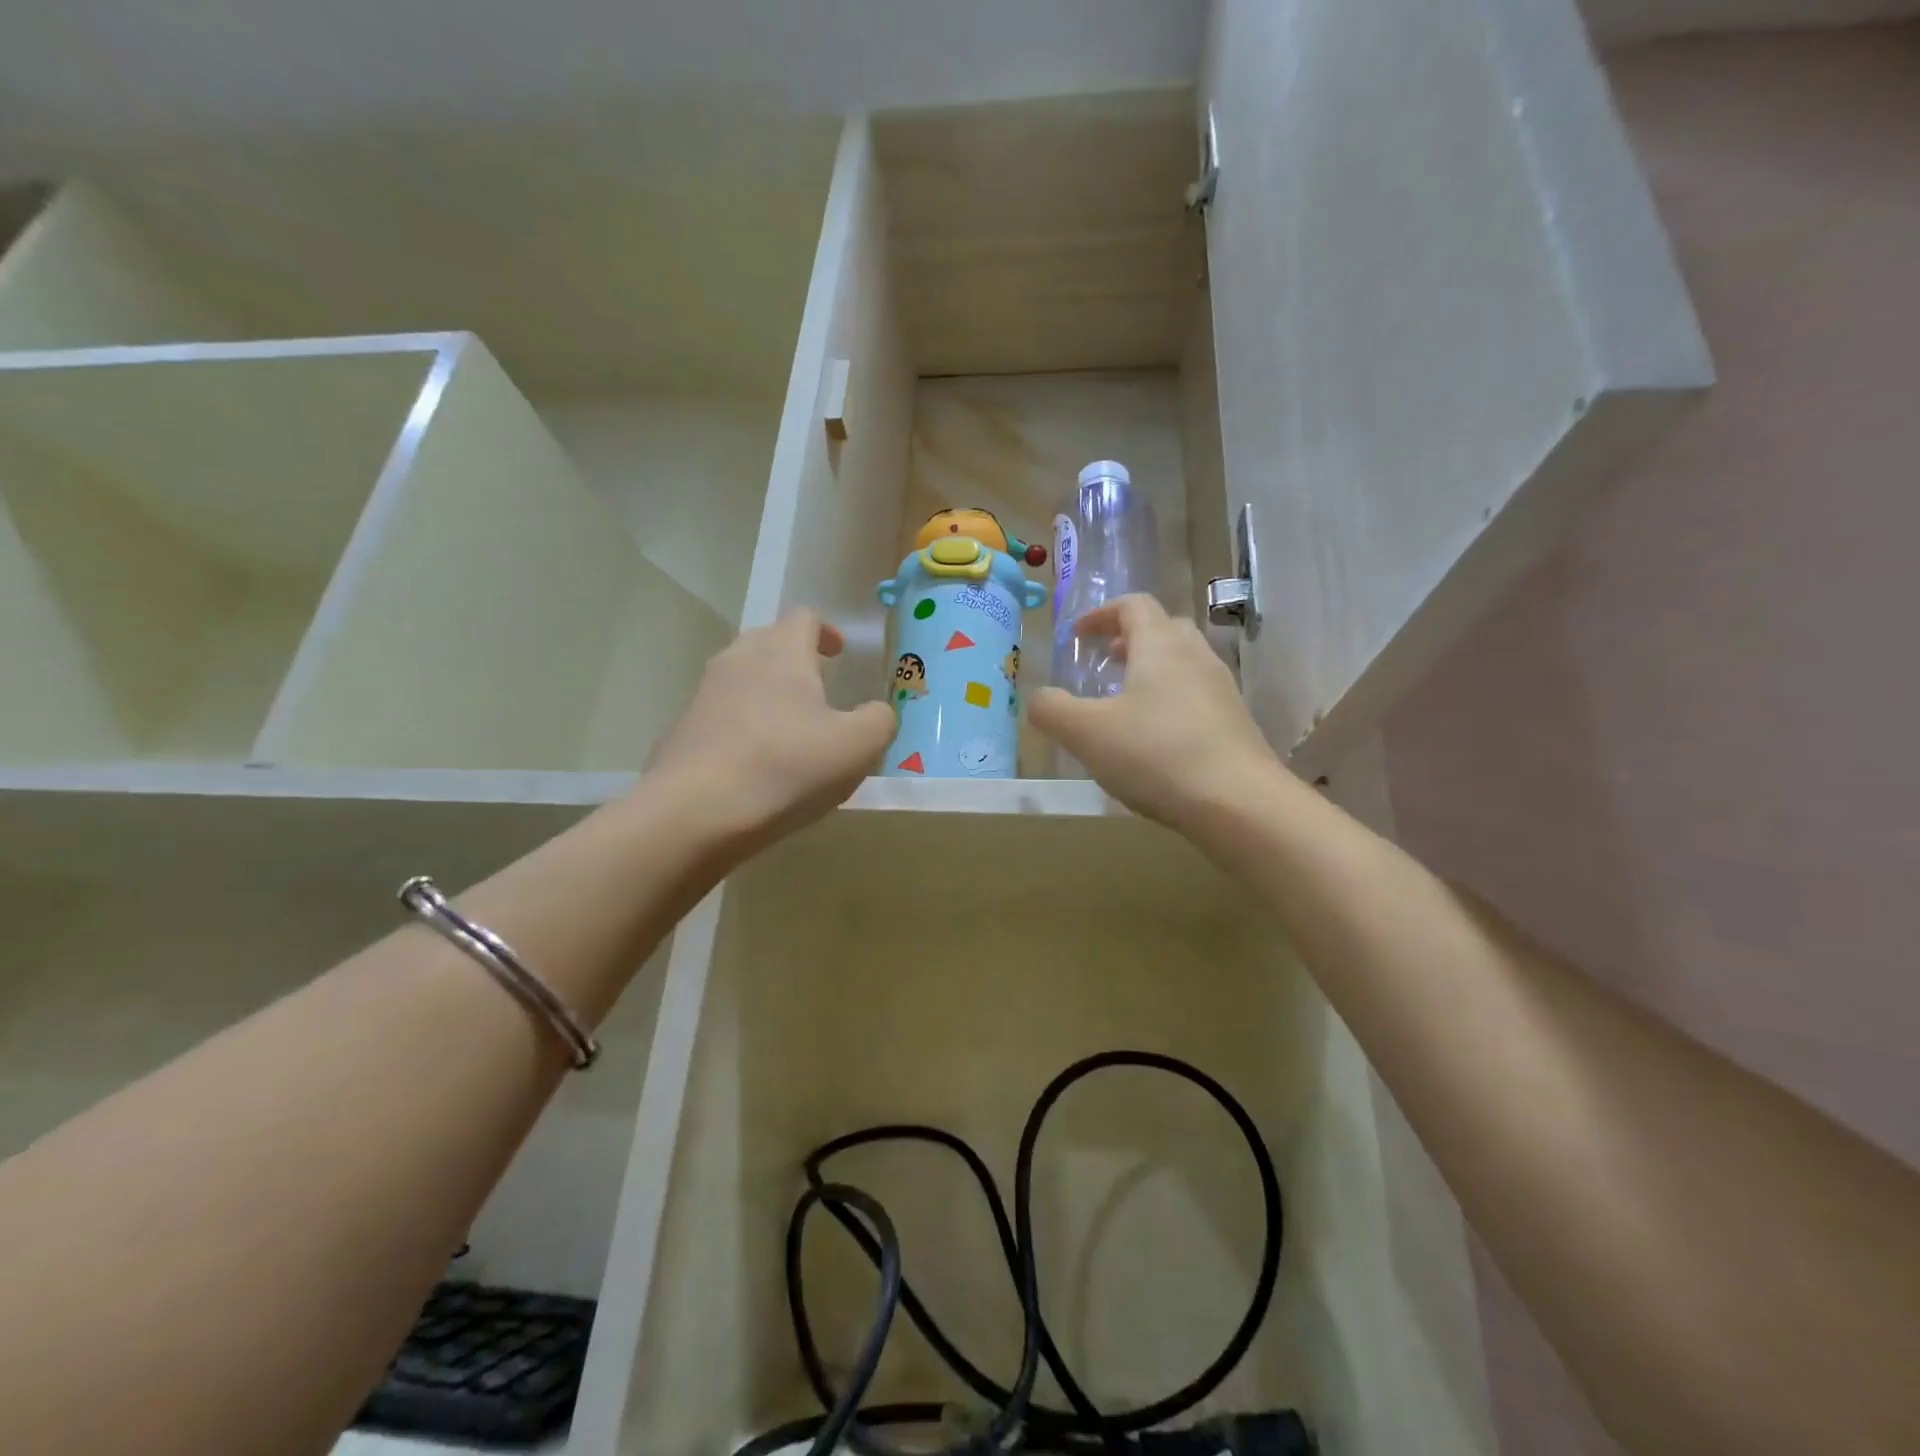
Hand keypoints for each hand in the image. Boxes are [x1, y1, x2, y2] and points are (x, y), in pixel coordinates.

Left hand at [645, 609, 894, 859]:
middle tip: (818, 691)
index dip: (826, 631)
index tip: (839, 654)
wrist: (694, 813)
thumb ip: (880, 721)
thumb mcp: (858, 747)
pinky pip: (720, 715)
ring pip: (741, 678)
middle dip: (794, 659)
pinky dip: (742, 727)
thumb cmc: (786, 767)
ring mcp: (704, 695)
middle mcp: (738, 660)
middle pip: (768, 641)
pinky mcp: (682, 731)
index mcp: (782, 652)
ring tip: (790, 731)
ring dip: (767, 693)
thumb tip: (878, 713)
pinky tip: (756, 765)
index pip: (804, 617)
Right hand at [1029, 595, 1282, 834]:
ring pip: (1183, 663)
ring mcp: (1221, 690)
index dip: (1102, 613)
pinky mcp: (1235, 724)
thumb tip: (1039, 699)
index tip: (1078, 635)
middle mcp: (1196, 657)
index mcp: (1160, 646)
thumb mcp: (1086, 733)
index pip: (1134, 606)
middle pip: (1163, 629)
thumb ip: (1052, 710)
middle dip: (1129, 639)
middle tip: (1104, 661)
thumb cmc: (1156, 754)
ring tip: (1125, 702)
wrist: (1239, 803)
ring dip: (1151, 671)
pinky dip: (1170, 701)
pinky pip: (1196, 696)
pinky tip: (1155, 739)